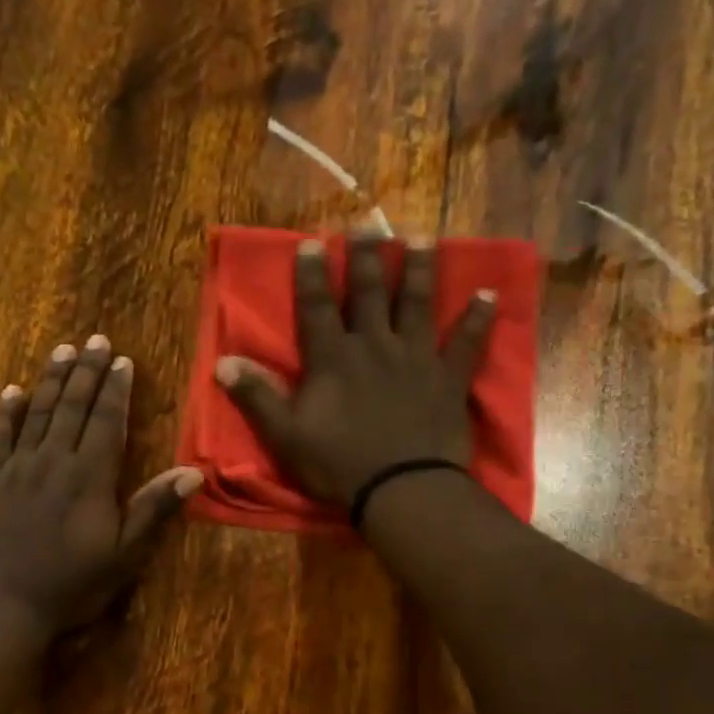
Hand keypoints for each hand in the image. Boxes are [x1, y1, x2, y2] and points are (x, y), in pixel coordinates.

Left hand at [0, 335, 200, 639]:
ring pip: (38, 413)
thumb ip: (154, 509)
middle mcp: (53, 461)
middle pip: (73, 406)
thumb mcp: (124, 554)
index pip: (107, 421)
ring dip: (52, 380)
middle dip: (87, 371)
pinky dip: (5, 413)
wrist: (2, 607)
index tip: (122, 359)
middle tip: (96, 339)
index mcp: (90, 476)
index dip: (116, 389)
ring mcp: (18, 469)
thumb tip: (193, 472)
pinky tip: (11, 392)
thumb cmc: (72, 585)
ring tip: (63, 350)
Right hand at [215, 233, 495, 506]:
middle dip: (366, 256)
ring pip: (418, 304)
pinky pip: (467, 343)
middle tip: (367, 223)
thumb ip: (256, 396)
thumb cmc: (339, 465)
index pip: (318, 307)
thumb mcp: (285, 435)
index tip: (313, 243)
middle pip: (369, 293)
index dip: (313, 274)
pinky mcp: (449, 378)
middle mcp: (375, 346)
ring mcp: (416, 358)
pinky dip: (479, 319)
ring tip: (421, 236)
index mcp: (333, 359)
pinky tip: (490, 295)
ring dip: (419, 269)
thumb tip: (222, 361)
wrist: (401, 490)